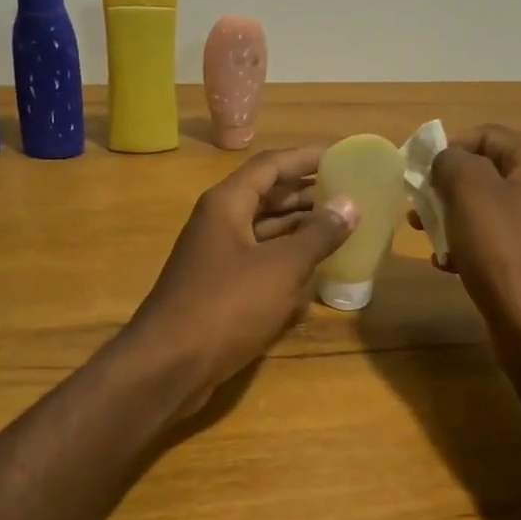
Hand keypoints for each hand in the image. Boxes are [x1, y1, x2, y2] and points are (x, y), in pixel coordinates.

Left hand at [126, 146, 356, 413]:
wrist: (169, 365)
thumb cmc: (227, 305)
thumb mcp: (281, 267)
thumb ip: (318, 235)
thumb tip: (350, 205)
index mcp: (227, 203)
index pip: (272, 165)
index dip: (307, 157)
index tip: (343, 154)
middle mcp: (219, 221)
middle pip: (267, 195)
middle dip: (307, 192)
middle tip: (349, 192)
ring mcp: (216, 255)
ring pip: (263, 229)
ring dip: (299, 226)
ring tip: (340, 225)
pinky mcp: (218, 286)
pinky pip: (258, 259)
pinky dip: (285, 257)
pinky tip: (314, 266)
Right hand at [426, 125, 520, 352]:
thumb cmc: (503, 251)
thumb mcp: (469, 193)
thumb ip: (451, 162)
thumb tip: (445, 160)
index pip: (485, 134)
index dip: (448, 149)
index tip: (419, 177)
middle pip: (487, 171)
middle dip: (447, 188)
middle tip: (418, 210)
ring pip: (488, 206)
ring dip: (453, 217)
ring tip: (428, 239)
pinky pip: (498, 237)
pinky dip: (471, 244)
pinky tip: (449, 264)